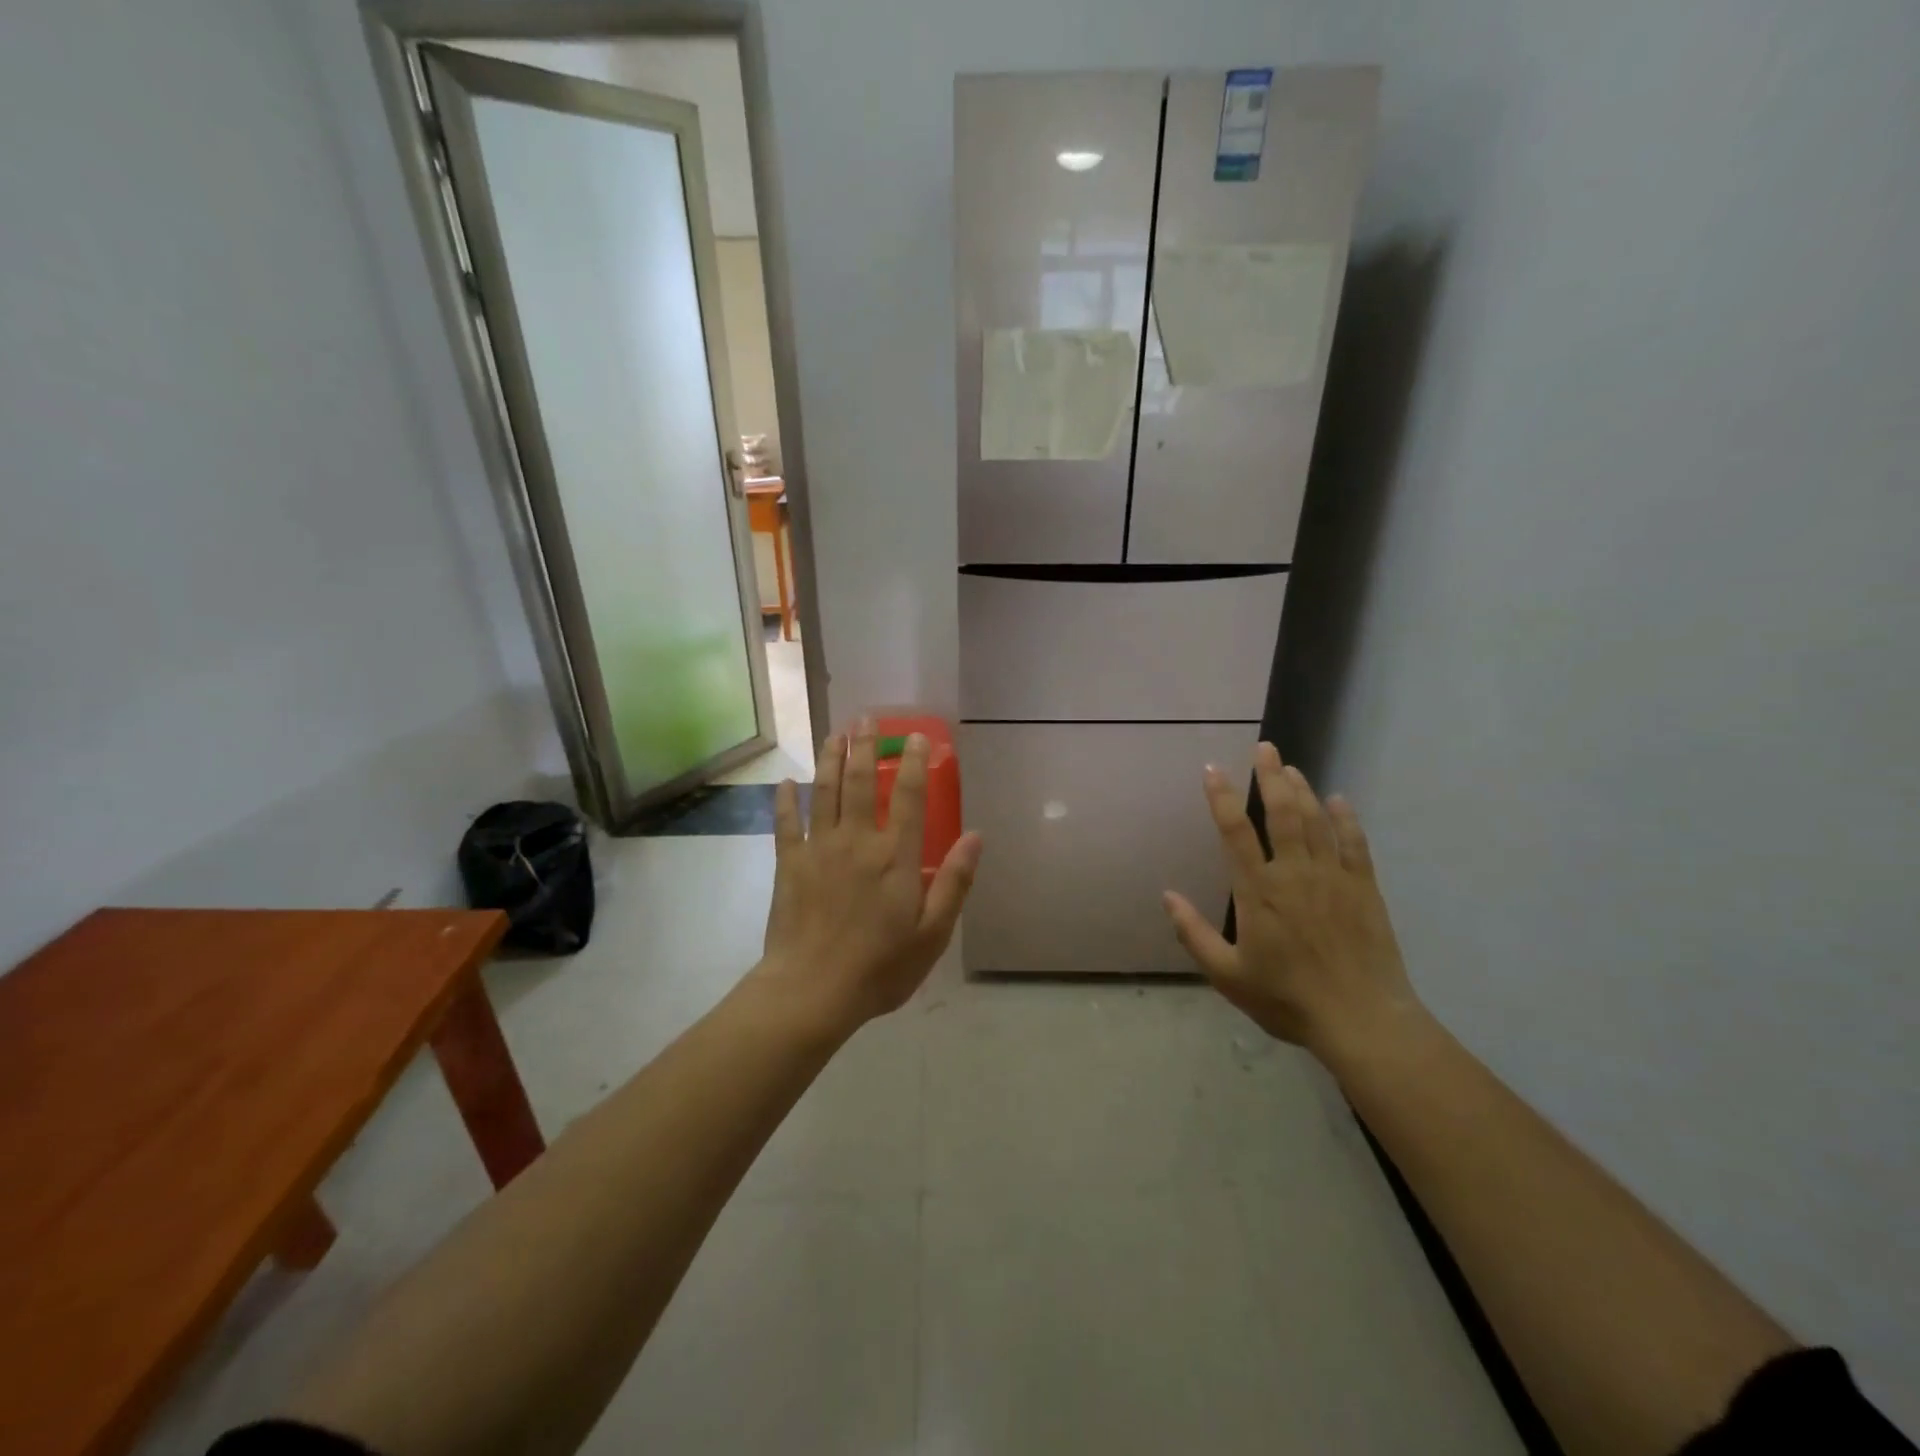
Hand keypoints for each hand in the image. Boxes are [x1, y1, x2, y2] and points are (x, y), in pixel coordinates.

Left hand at [753, 719, 982, 1034]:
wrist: (812, 991)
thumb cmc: (880, 967)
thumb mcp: (933, 933)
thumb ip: (955, 881)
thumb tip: (976, 836)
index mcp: (896, 857)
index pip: (910, 797)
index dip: (915, 763)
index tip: (916, 735)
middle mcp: (858, 841)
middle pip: (862, 783)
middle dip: (864, 747)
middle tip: (864, 718)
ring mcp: (819, 849)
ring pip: (825, 793)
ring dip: (829, 760)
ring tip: (833, 734)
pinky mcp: (789, 865)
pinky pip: (786, 824)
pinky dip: (785, 801)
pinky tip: (785, 783)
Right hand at [1163, 742, 1420, 1057]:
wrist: (1362, 1021)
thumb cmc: (1287, 998)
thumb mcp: (1228, 975)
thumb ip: (1194, 934)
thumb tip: (1167, 896)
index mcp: (1258, 891)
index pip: (1235, 832)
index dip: (1221, 798)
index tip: (1212, 769)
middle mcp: (1294, 873)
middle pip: (1281, 813)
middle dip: (1270, 777)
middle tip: (1264, 748)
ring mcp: (1333, 878)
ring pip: (1315, 821)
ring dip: (1301, 790)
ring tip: (1290, 767)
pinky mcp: (1364, 889)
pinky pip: (1354, 844)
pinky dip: (1346, 819)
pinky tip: (1339, 801)